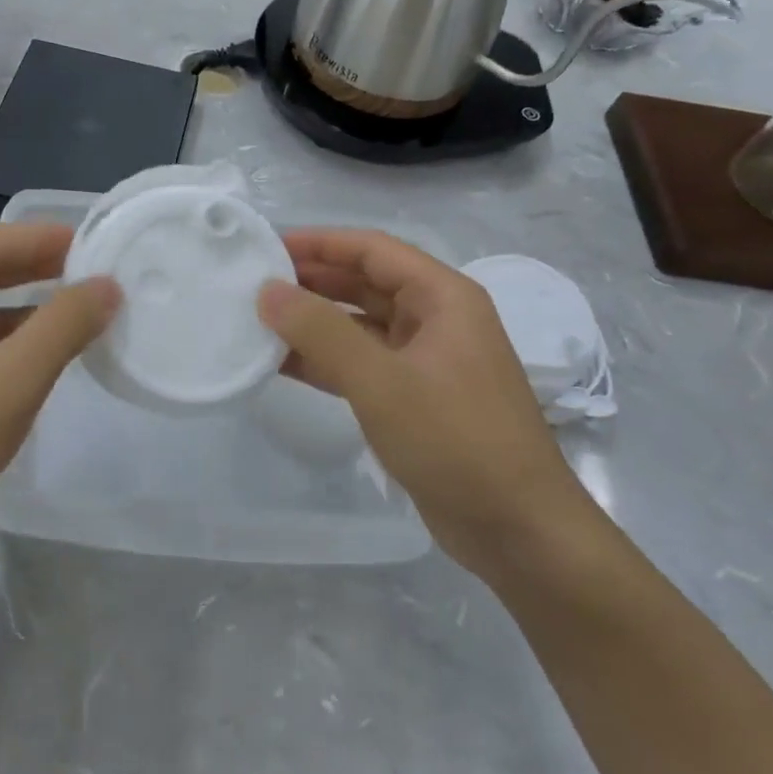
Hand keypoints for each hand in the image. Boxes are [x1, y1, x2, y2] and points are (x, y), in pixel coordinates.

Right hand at [259, 229, 592, 574]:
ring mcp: (425, 360)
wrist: (518, 531)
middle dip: (312, 280)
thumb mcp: (382, 381)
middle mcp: (436, 319)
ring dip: (313, 322)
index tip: (267, 245)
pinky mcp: (413, 397)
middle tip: (254, 283)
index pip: (372, 249)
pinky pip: (361, 363)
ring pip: (359, 324)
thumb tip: (267, 291)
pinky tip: (281, 363)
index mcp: (443, 297)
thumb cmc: (456, 440)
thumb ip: (321, 331)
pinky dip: (324, 359)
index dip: (319, 242)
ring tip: (258, 320)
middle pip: (365, 282)